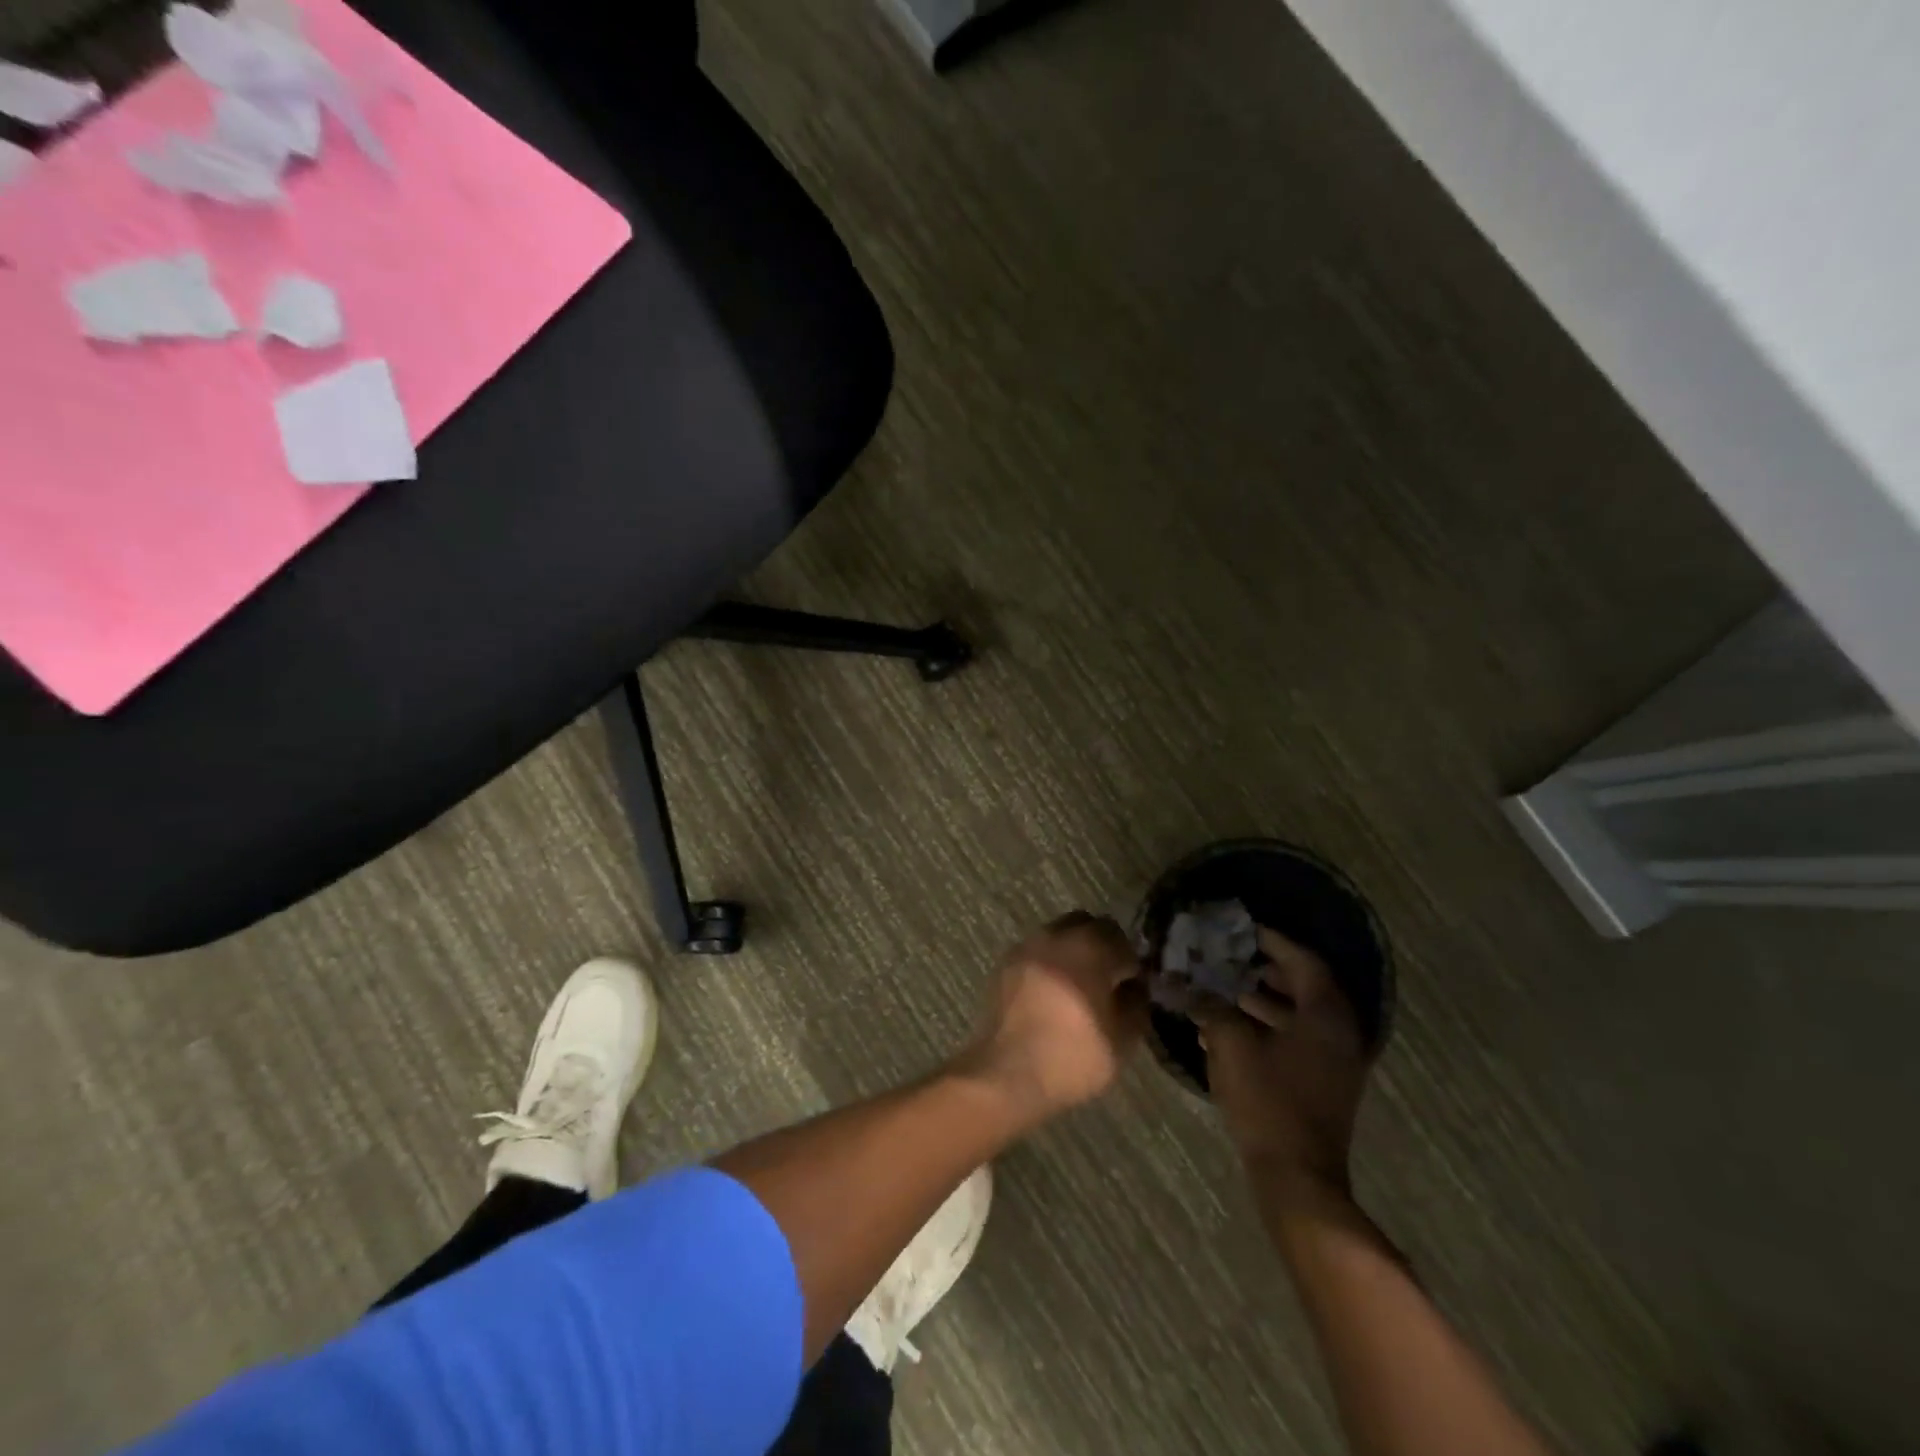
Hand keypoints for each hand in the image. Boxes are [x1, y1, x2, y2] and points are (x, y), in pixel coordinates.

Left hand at [959, 912, 1146, 1122]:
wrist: (1007, 1073)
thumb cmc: (1072, 1056)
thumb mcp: (1122, 1039)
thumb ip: (1136, 1003)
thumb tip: (1133, 987)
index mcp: (1089, 947)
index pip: (1120, 938)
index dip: (1130, 962)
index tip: (1131, 987)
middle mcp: (1055, 935)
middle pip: (1087, 925)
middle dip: (1102, 947)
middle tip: (1106, 982)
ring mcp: (1026, 947)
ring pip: (1059, 935)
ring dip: (1073, 952)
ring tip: (1077, 988)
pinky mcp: (1005, 964)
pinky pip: (1036, 952)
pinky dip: (1049, 963)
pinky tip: (1051, 995)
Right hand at [1194, 926, 1371, 1203]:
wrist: (1297, 1176)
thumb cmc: (1267, 1100)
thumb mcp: (1230, 1043)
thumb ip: (1210, 1006)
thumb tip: (1184, 983)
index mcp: (1325, 1015)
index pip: (1303, 961)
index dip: (1273, 941)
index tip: (1243, 929)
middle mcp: (1339, 1033)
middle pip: (1306, 985)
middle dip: (1267, 968)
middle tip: (1232, 956)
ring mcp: (1336, 1061)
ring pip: (1301, 1014)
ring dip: (1265, 998)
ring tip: (1226, 988)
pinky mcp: (1325, 1083)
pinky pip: (1299, 1038)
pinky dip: (1270, 1025)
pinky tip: (1232, 1028)